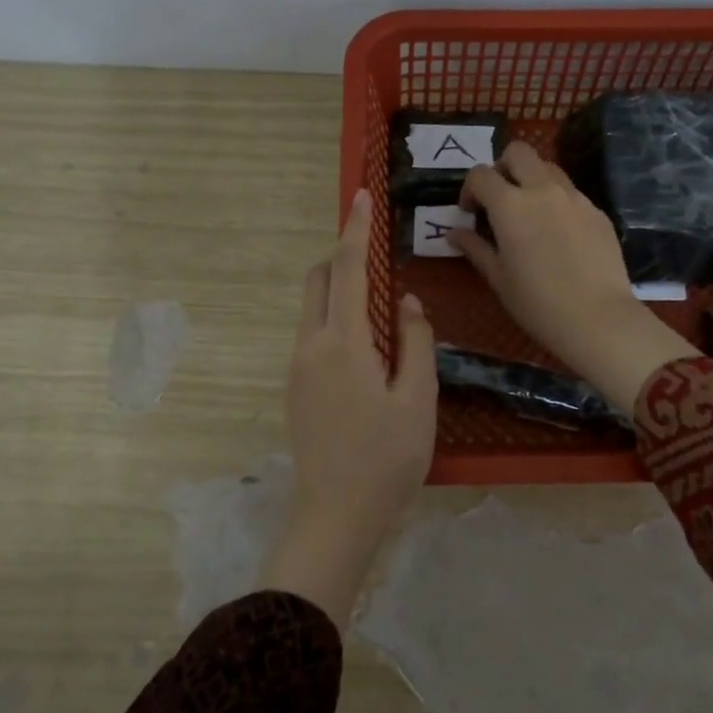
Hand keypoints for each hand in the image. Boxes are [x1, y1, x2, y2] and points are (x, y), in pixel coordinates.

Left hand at [263, 190, 436, 625]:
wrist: (336, 516)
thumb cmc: (387, 459)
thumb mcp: (417, 399)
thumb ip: (414, 341)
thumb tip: (404, 301)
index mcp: (342, 343)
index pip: (346, 269)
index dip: (354, 230)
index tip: (360, 196)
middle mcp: (310, 346)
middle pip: (317, 281)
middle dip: (340, 257)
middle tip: (375, 256)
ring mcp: (297, 368)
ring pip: (311, 309)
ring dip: (337, 291)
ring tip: (378, 307)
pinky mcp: (295, 389)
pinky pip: (312, 335)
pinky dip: (333, 320)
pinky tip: (364, 349)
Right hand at [450, 142, 697, 413]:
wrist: (598, 318)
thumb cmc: (537, 303)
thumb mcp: (498, 278)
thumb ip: (475, 248)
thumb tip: (453, 233)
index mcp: (510, 205)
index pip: (481, 174)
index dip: (470, 189)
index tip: (470, 213)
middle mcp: (543, 190)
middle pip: (518, 152)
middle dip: (502, 167)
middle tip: (499, 199)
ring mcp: (575, 197)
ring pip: (548, 167)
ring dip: (531, 180)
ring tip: (529, 213)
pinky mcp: (597, 211)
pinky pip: (571, 192)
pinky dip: (556, 200)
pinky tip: (558, 235)